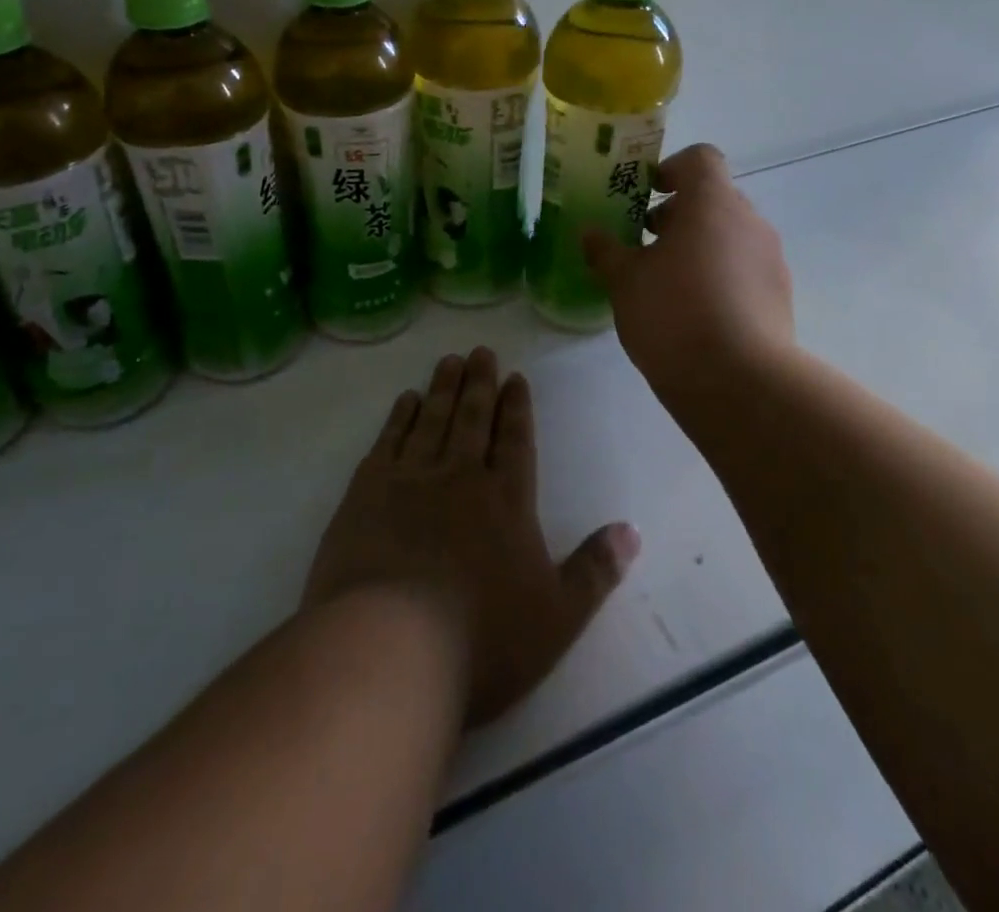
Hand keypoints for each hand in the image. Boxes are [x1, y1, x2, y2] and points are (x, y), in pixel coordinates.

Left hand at [304, 347, 640, 726]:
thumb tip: (632, 531)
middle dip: (481, 383)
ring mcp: (410, 479)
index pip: (516, 440)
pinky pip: (388, 440)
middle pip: (473, 418)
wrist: (389, 647)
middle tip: (481, 351)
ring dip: (443, 388)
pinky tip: (405, 400)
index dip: (517, 407)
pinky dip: (399, 417)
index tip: (515, 377)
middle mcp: (460, 476)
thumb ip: (595, 571)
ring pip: (432, 419)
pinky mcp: (366, 492)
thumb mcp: (556, 616)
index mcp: (506, 500)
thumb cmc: (481, 639)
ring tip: (449, 360)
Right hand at [583, 143, 795, 405]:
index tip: (645, 196)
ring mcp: (770, 259)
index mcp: (712, 203)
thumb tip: (590, 234)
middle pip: (714, 198)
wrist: (739, 383)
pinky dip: (719, 276)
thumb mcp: (624, 281)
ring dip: (699, 246)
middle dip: (678, 214)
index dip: (671, 169)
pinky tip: (694, 312)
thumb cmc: (673, 314)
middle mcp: (749, 221)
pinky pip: (744, 269)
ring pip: (730, 235)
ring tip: (665, 283)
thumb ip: (606, 251)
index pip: (700, 158)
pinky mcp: (780, 296)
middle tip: (644, 243)